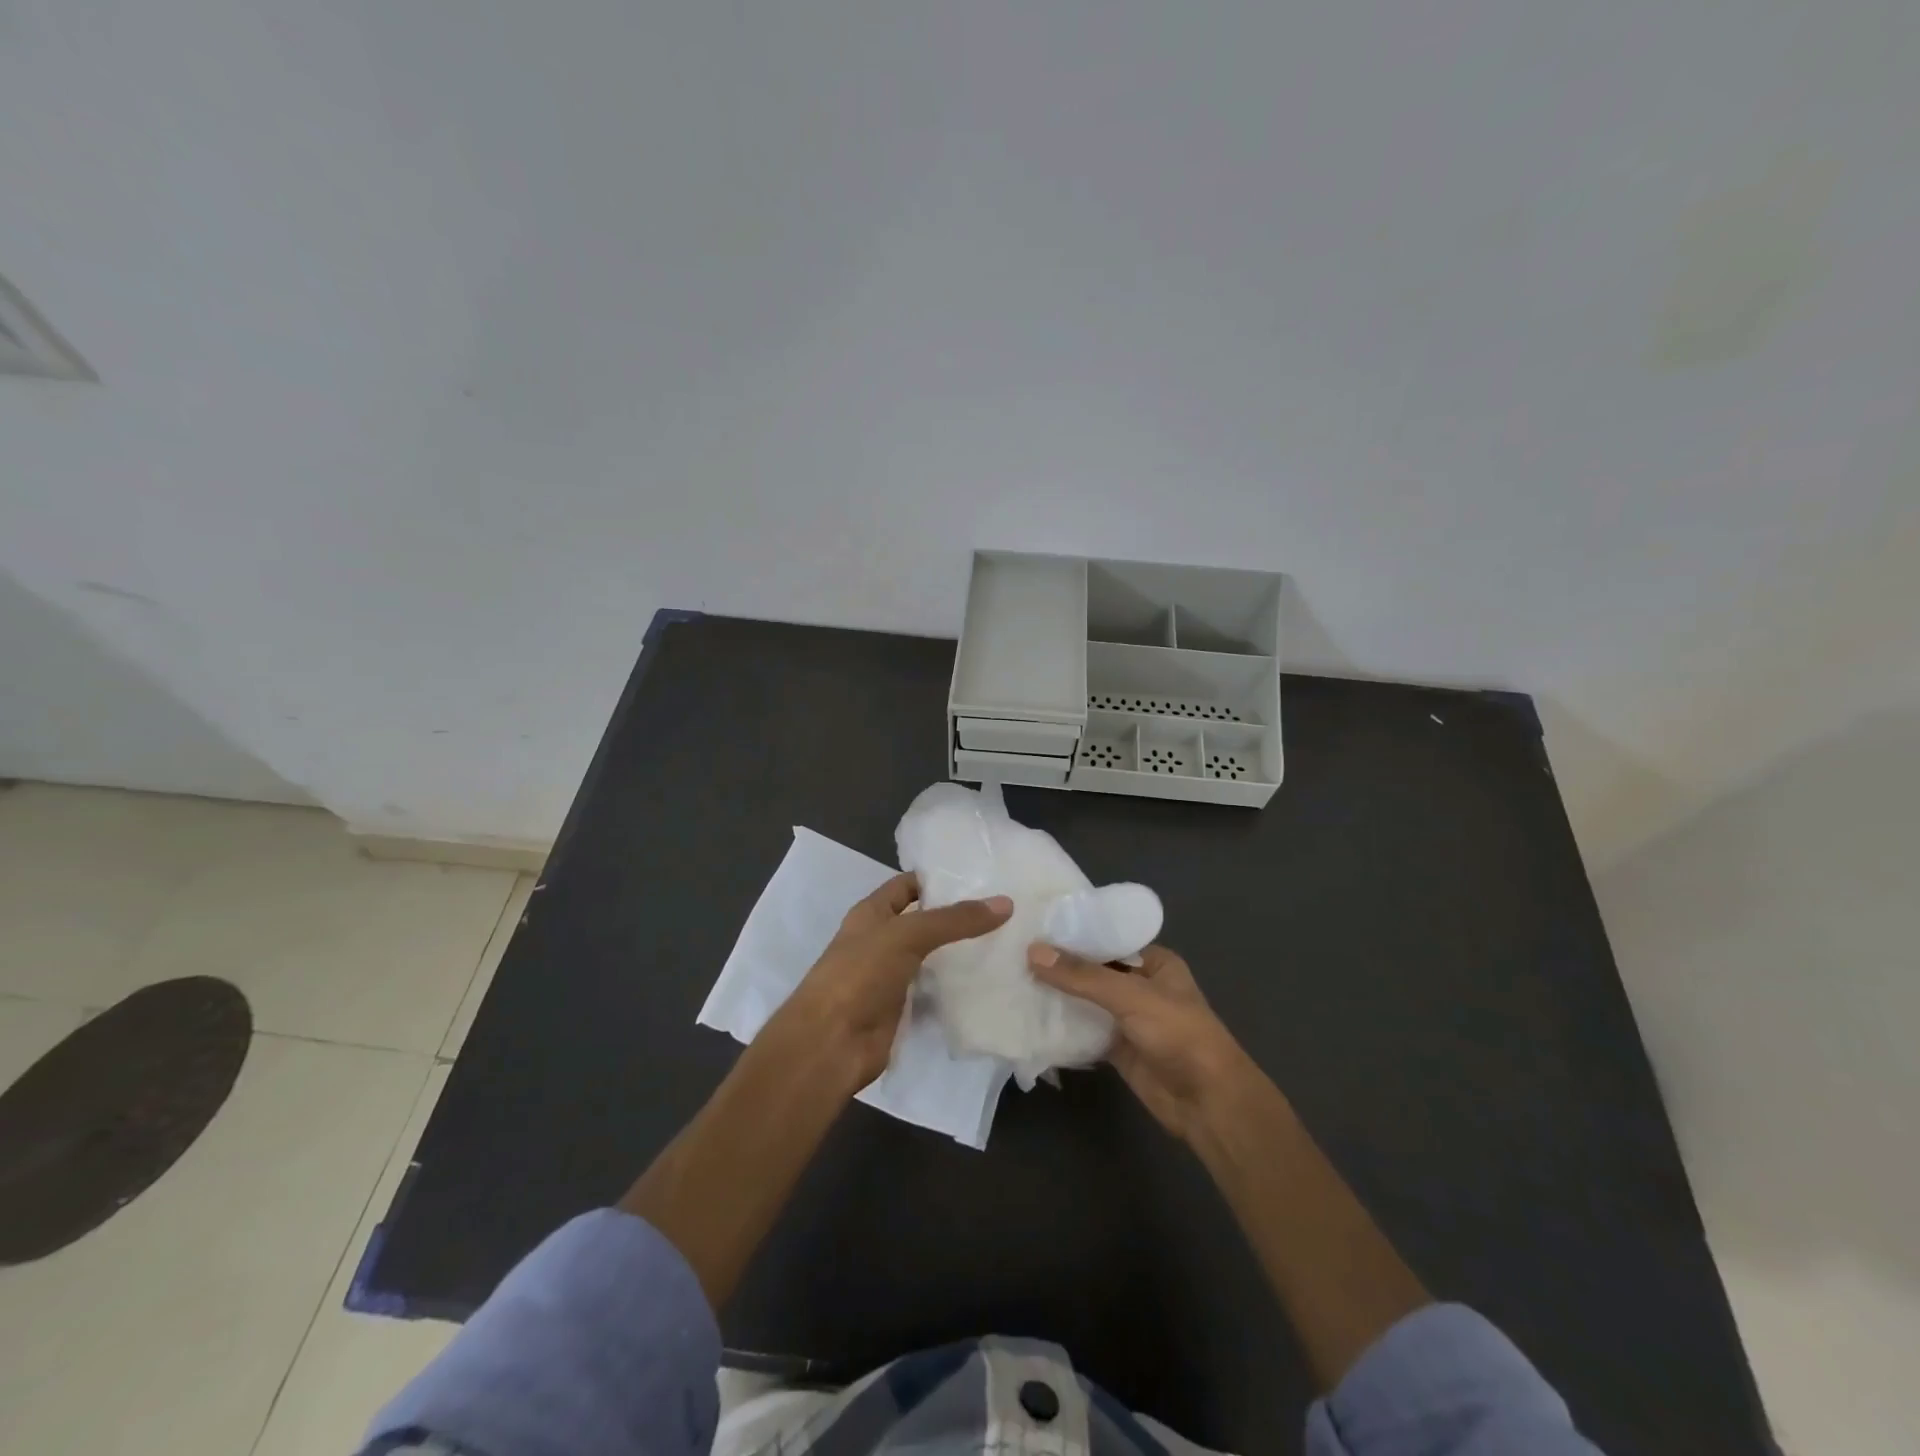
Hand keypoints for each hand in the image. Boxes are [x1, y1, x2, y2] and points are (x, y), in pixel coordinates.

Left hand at [774, 873, 1011, 1090]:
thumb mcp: (907, 935)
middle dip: (957, 916)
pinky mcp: (902, 1008)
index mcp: (871, 913)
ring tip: (1006, 941)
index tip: (980, 877)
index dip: (937, 879)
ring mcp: (890, 976)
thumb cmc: (860, 975)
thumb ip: (954, 919)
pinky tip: (989, 980)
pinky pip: (934, 990)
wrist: (830, 1043)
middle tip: (1003, 910)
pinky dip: (956, 987)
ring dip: (960, 952)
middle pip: (924, 921)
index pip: (907, 885)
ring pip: (932, 957)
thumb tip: (1005, 903)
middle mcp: (880, 940)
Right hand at [1028, 942, 1254, 1141]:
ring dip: (1057, 994)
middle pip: (1093, 970)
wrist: (1207, 1103)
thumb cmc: (1178, 1034)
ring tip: (1012, 976)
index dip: (1074, 932)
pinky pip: (1084, 1030)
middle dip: (1060, 964)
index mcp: (1154, 962)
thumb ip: (1082, 976)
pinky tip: (1029, 1015)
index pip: (1107, 938)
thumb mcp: (1130, 996)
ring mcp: (1128, 1018)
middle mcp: (1140, 985)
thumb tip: (1033, 951)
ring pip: (1086, 1001)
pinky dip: (1062, 1025)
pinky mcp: (1117, 1048)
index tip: (1034, 924)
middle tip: (1014, 950)